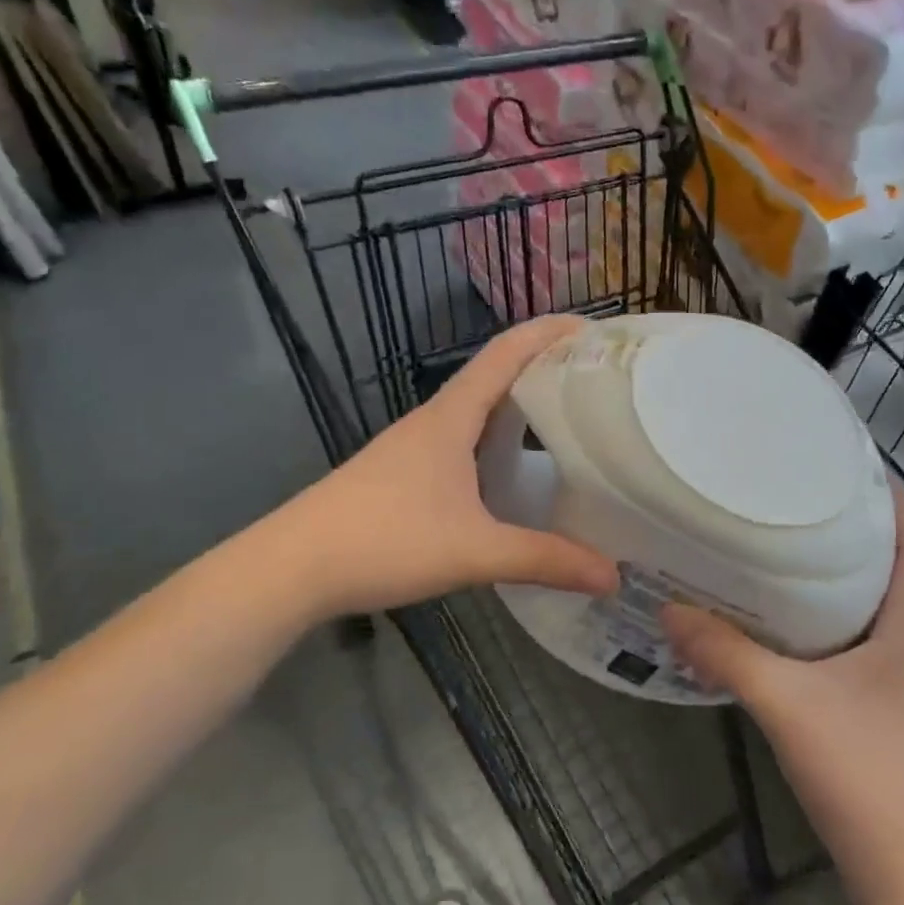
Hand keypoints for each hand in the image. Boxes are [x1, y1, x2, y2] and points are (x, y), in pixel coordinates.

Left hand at [298, 318, 619, 619]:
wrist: (291, 567)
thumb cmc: (384, 541)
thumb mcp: (474, 552)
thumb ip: (544, 560)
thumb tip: (612, 576)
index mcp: (452, 416)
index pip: (507, 352)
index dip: (550, 332)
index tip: (596, 329)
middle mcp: (435, 419)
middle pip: (497, 373)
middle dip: (546, 366)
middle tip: (599, 379)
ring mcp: (416, 445)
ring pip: (479, 408)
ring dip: (521, 402)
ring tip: (569, 417)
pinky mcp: (405, 472)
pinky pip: (464, 437)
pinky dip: (498, 436)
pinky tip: (514, 468)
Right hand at [662, 484, 903, 878]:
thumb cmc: (862, 776)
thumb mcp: (786, 705)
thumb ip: (727, 655)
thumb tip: (669, 610)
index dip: (903, 508)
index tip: (864, 472)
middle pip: (899, 577)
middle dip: (864, 537)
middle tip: (809, 503)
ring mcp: (901, 689)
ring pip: (877, 615)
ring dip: (846, 583)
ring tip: (794, 553)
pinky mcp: (883, 716)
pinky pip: (860, 649)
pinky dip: (831, 627)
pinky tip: (790, 631)